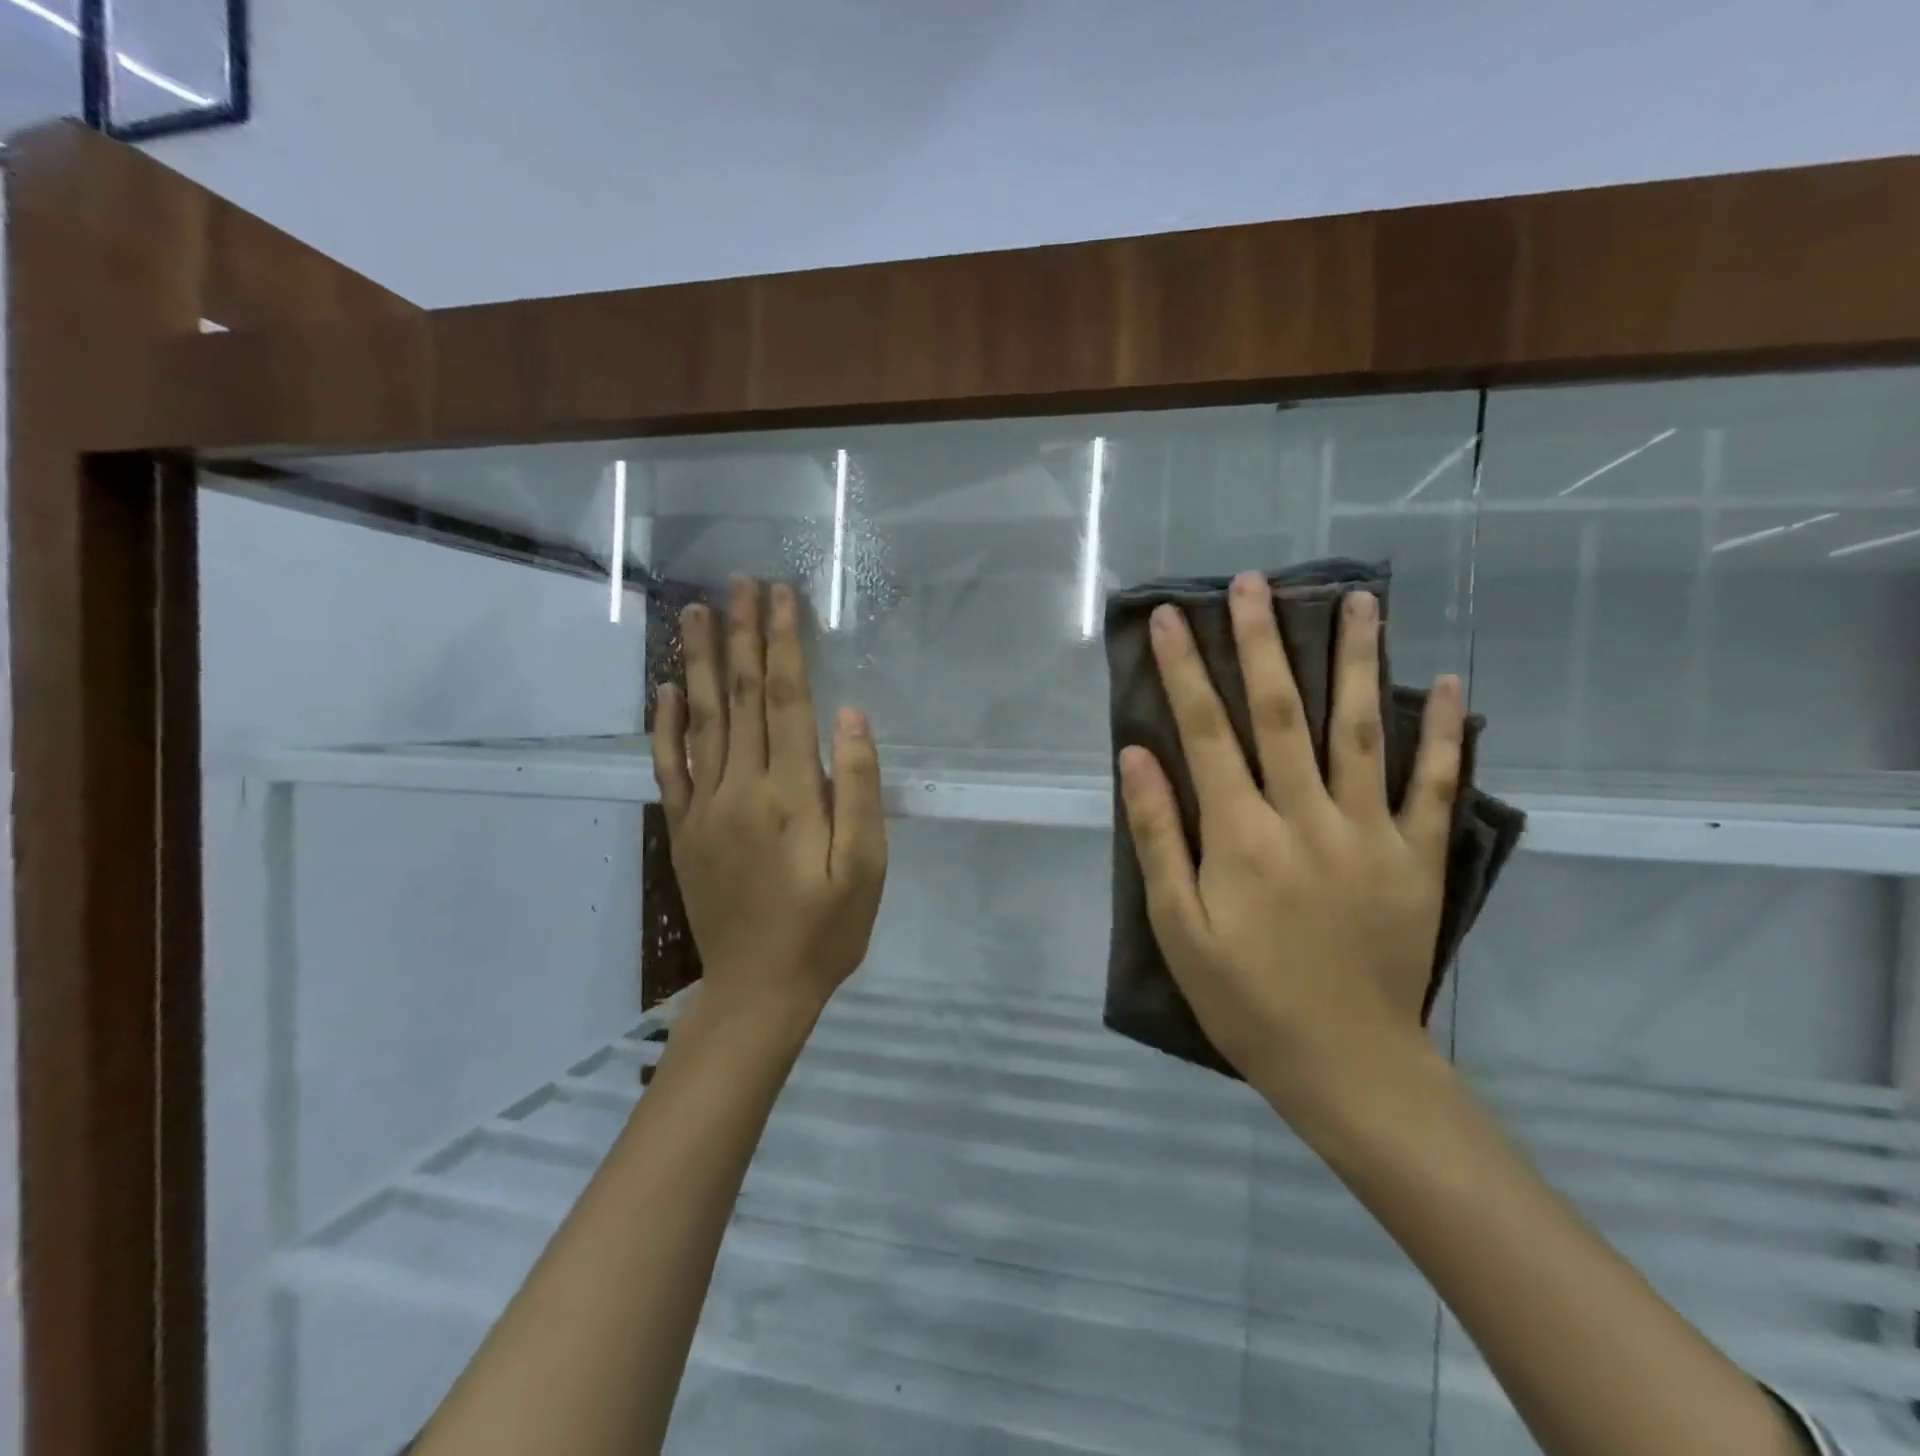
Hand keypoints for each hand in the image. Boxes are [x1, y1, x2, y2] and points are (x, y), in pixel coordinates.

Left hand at [651, 576, 886, 1027]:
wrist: (758, 989)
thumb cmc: (826, 930)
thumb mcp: (866, 867)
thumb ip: (859, 789)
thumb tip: (851, 716)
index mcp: (789, 793)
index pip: (785, 699)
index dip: (783, 644)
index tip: (782, 596)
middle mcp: (740, 787)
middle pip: (740, 697)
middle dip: (743, 636)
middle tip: (739, 582)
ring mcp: (704, 807)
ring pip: (700, 719)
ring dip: (699, 662)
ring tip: (695, 613)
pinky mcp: (684, 828)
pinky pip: (669, 765)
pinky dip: (666, 723)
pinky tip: (665, 689)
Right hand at [1116, 572, 1463, 1106]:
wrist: (1347, 1064)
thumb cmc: (1245, 997)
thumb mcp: (1178, 926)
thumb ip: (1159, 836)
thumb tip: (1137, 757)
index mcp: (1242, 836)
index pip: (1206, 732)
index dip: (1185, 670)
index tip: (1171, 617)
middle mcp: (1307, 818)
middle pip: (1280, 713)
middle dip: (1261, 642)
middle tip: (1253, 584)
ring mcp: (1371, 834)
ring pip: (1361, 730)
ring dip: (1356, 660)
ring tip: (1356, 600)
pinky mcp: (1417, 858)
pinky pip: (1434, 785)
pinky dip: (1445, 733)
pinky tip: (1448, 684)